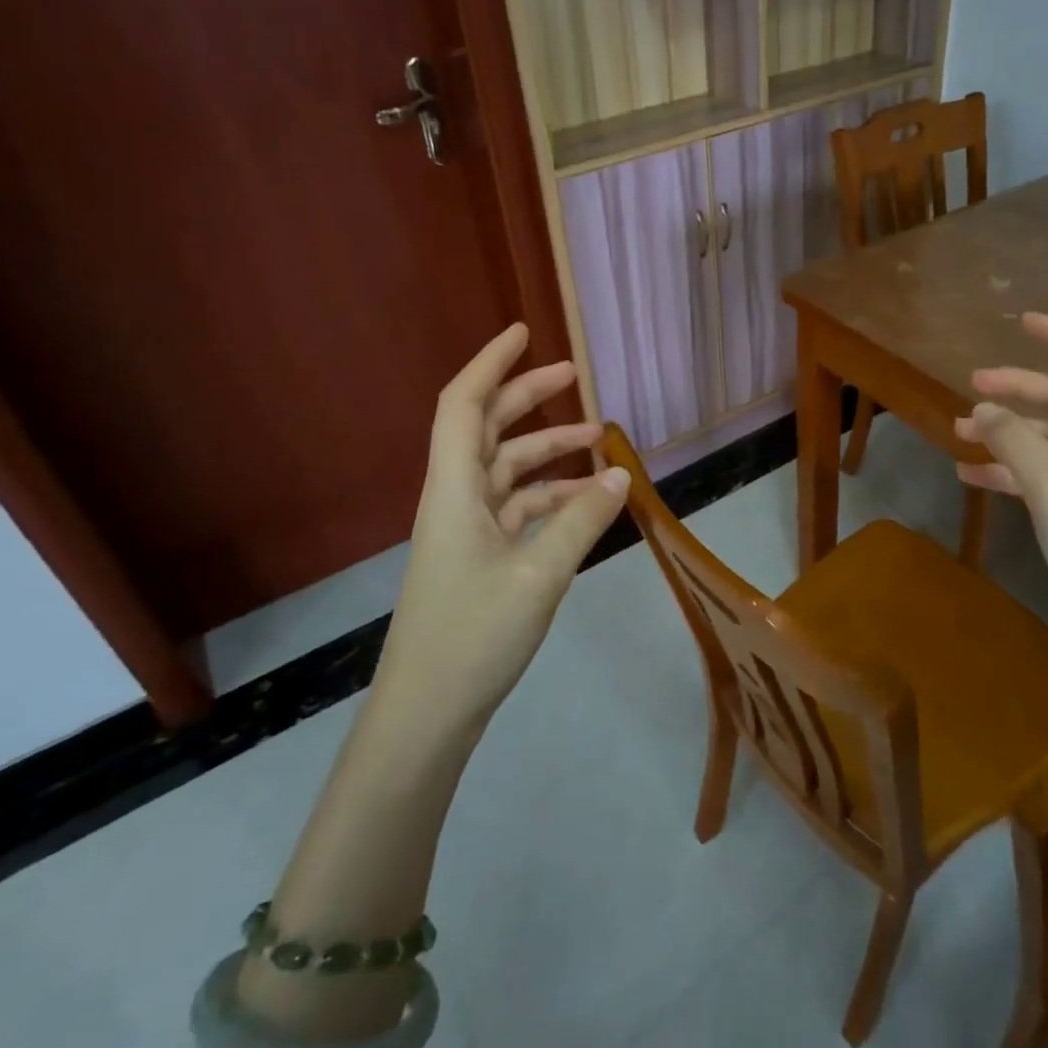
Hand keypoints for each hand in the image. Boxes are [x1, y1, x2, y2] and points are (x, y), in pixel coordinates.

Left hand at [379, 323, 629, 734]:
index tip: (524, 332)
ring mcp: (466, 530)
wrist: (427, 715)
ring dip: (549, 452)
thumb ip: (581, 520)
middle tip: (576, 377)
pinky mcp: (478, 558)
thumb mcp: (540, 575)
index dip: (490, 363)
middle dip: (529, 398)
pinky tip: (588, 504)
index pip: (464, 404)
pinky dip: (552, 498)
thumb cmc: (474, 637)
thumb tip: (620, 475)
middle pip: (489, 429)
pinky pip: (518, 509)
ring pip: (508, 471)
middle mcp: (455, 499)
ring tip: (600, 444)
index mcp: (454, 489)